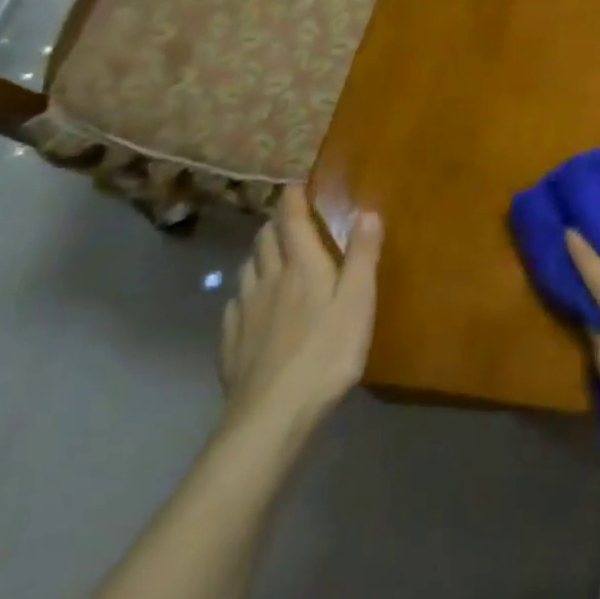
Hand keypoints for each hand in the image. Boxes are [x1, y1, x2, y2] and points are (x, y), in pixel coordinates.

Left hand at [219, 185, 381, 435]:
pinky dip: (245, 290)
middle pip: (265, 241)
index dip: (292, 199)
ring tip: (272, 252)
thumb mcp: (359, 301)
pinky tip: (251, 303)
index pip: (291, 221)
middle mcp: (268, 281)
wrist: (271, 415)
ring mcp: (244, 313)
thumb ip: (363, 255)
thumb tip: (368, 210)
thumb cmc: (327, 352)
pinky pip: (235, 303)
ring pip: (247, 269)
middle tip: (289, 216)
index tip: (295, 183)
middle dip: (276, 222)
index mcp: (301, 267)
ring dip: (259, 253)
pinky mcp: (231, 343)